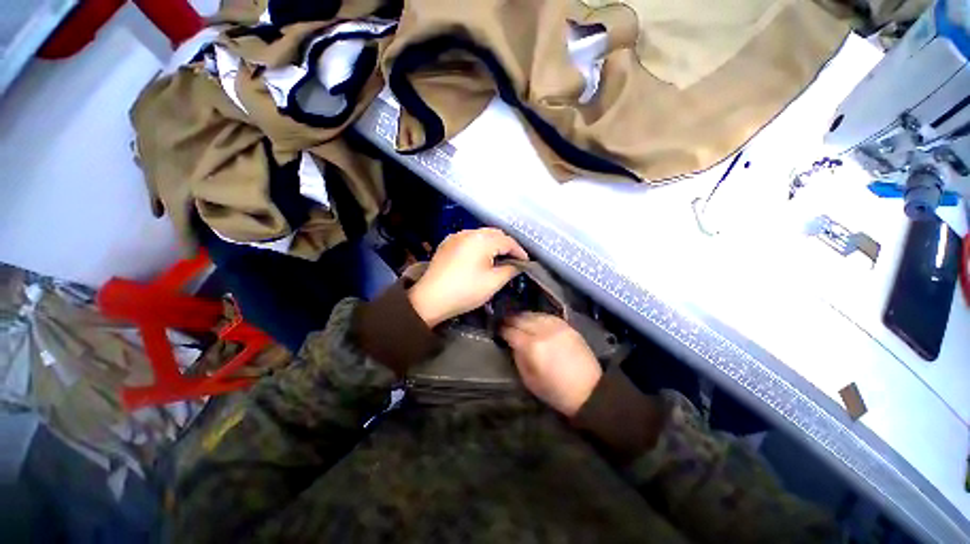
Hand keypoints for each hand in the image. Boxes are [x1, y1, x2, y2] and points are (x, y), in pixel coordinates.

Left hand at [408, 228, 528, 326]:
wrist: (430, 299)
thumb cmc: (465, 291)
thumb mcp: (493, 282)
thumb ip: (510, 270)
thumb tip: (517, 265)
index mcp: (482, 240)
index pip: (508, 241)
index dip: (519, 251)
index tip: (526, 262)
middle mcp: (469, 232)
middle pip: (494, 234)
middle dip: (506, 245)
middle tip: (514, 260)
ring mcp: (455, 237)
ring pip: (481, 235)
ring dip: (492, 244)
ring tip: (498, 258)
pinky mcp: (447, 244)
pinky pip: (468, 239)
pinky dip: (478, 245)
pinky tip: (479, 256)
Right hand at [501, 313, 601, 416]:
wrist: (589, 390)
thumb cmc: (556, 391)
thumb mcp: (529, 380)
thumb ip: (518, 358)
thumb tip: (512, 343)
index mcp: (532, 347)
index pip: (511, 332)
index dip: (502, 330)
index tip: (497, 330)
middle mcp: (543, 331)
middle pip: (521, 319)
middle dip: (510, 320)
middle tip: (504, 323)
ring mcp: (556, 326)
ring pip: (533, 314)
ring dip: (523, 316)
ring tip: (517, 320)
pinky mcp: (566, 325)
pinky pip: (547, 315)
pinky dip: (537, 316)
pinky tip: (534, 320)